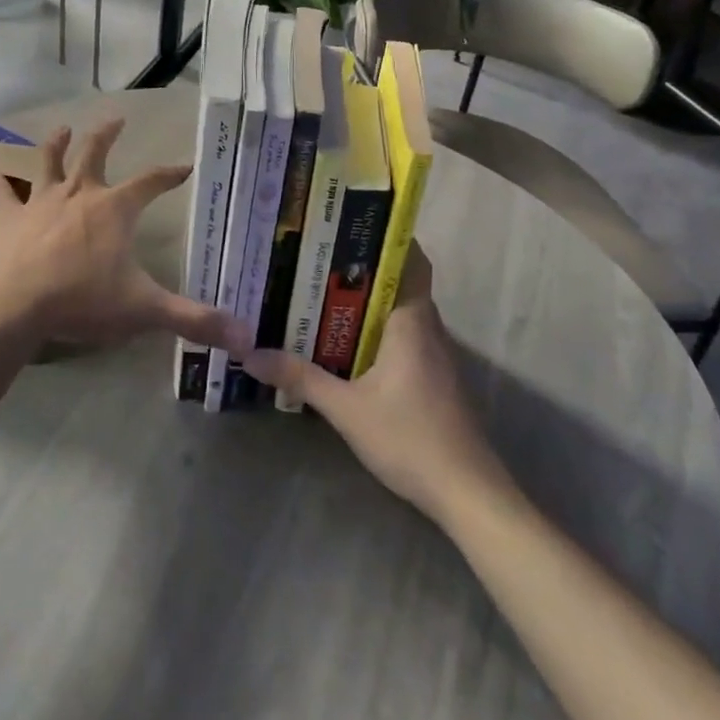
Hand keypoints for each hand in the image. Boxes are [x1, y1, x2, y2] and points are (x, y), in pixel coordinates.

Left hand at [0, 118, 251, 354]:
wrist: (14, 302)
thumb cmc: (82, 298)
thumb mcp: (144, 310)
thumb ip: (194, 320)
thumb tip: (246, 338)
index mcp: (115, 208)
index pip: (151, 182)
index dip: (170, 174)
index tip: (185, 166)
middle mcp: (80, 194)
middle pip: (95, 154)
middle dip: (107, 135)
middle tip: (117, 118)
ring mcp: (42, 202)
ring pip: (50, 163)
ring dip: (56, 144)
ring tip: (61, 128)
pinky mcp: (10, 219)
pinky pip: (2, 195)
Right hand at [242, 246, 507, 518]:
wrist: (468, 494)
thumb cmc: (410, 438)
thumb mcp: (346, 409)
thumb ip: (300, 378)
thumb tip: (251, 355)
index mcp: (412, 321)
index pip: (410, 259)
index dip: (386, 237)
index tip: (347, 224)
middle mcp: (428, 328)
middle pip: (400, 281)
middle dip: (362, 267)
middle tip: (317, 257)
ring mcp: (435, 354)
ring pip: (401, 310)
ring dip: (369, 300)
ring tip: (322, 291)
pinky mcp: (435, 378)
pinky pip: (404, 335)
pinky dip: (377, 328)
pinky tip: (347, 342)